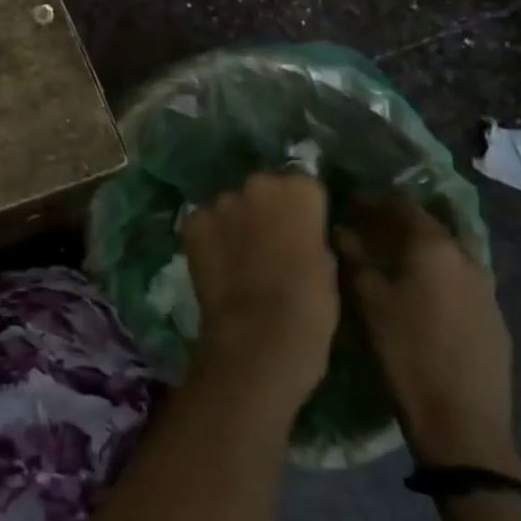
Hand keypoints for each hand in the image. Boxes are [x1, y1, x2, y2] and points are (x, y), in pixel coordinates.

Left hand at [182, 172, 340, 420]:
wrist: (258, 337)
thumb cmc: (309, 307)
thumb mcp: (327, 264)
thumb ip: (310, 233)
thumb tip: (298, 229)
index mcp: (299, 190)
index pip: (302, 184)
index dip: (302, 209)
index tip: (302, 229)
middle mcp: (257, 183)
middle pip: (263, 188)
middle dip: (265, 208)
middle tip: (269, 241)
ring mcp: (221, 200)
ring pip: (231, 204)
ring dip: (236, 221)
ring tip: (240, 256)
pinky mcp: (193, 221)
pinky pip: (205, 221)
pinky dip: (210, 236)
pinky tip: (217, 262)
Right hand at [336, 196, 520, 474]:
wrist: (463, 422)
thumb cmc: (405, 351)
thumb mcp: (367, 299)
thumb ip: (353, 256)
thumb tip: (341, 229)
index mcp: (435, 247)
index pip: (402, 204)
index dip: (373, 198)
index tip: (349, 200)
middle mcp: (467, 258)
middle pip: (428, 226)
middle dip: (395, 222)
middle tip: (365, 228)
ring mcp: (487, 290)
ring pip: (446, 254)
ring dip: (418, 250)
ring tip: (389, 260)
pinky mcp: (495, 319)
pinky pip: (459, 280)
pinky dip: (435, 274)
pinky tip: (417, 293)